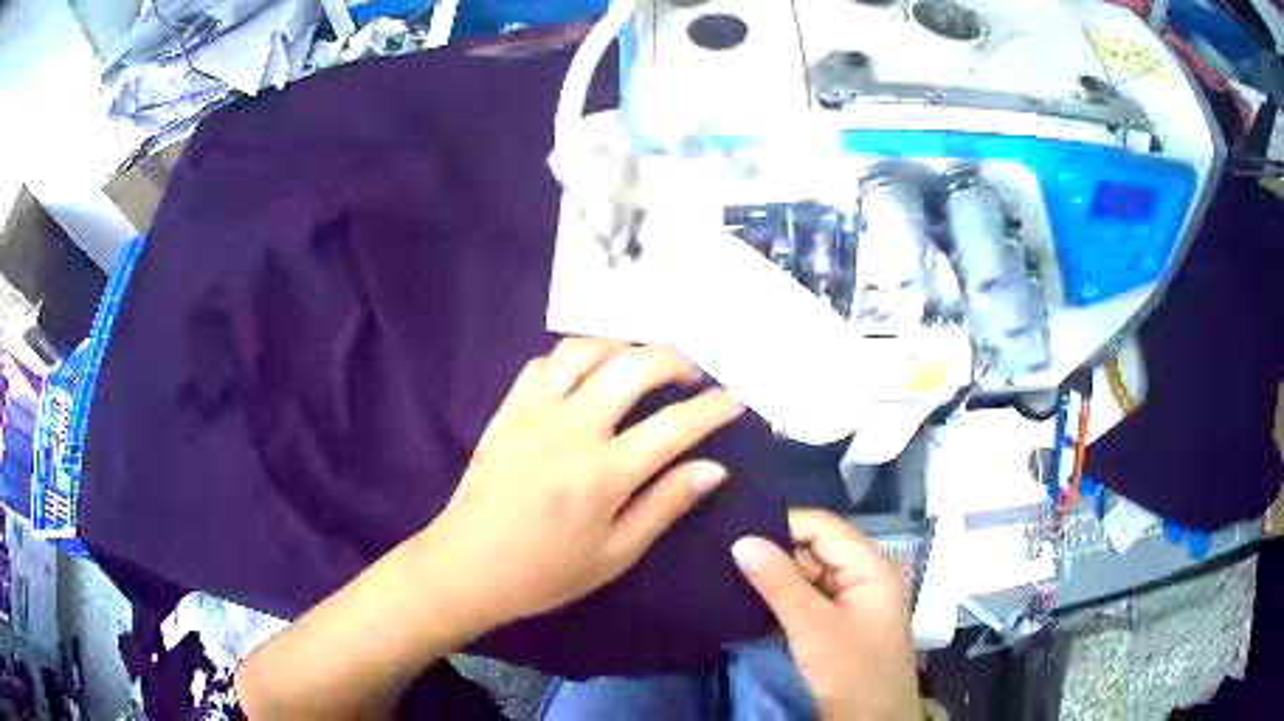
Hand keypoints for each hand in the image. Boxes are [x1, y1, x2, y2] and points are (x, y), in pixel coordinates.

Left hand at [414, 338, 743, 633]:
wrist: (466, 566)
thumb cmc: (545, 573)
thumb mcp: (615, 554)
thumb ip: (665, 505)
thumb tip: (714, 468)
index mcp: (604, 473)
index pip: (675, 425)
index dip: (714, 408)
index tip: (733, 402)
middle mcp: (572, 429)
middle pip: (633, 367)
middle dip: (674, 360)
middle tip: (690, 377)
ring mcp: (535, 413)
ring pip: (585, 350)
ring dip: (623, 347)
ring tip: (641, 365)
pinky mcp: (507, 410)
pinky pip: (543, 363)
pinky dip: (574, 358)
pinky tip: (586, 375)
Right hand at [733, 509, 919, 720]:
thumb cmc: (851, 673)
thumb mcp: (813, 628)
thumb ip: (779, 583)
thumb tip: (741, 540)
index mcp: (870, 568)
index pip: (823, 528)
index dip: (782, 524)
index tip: (733, 527)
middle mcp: (862, 578)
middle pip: (815, 550)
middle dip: (773, 551)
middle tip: (720, 551)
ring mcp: (850, 604)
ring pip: (807, 577)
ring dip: (773, 578)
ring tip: (724, 570)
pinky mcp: (836, 627)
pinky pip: (806, 601)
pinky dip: (779, 600)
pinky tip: (745, 598)